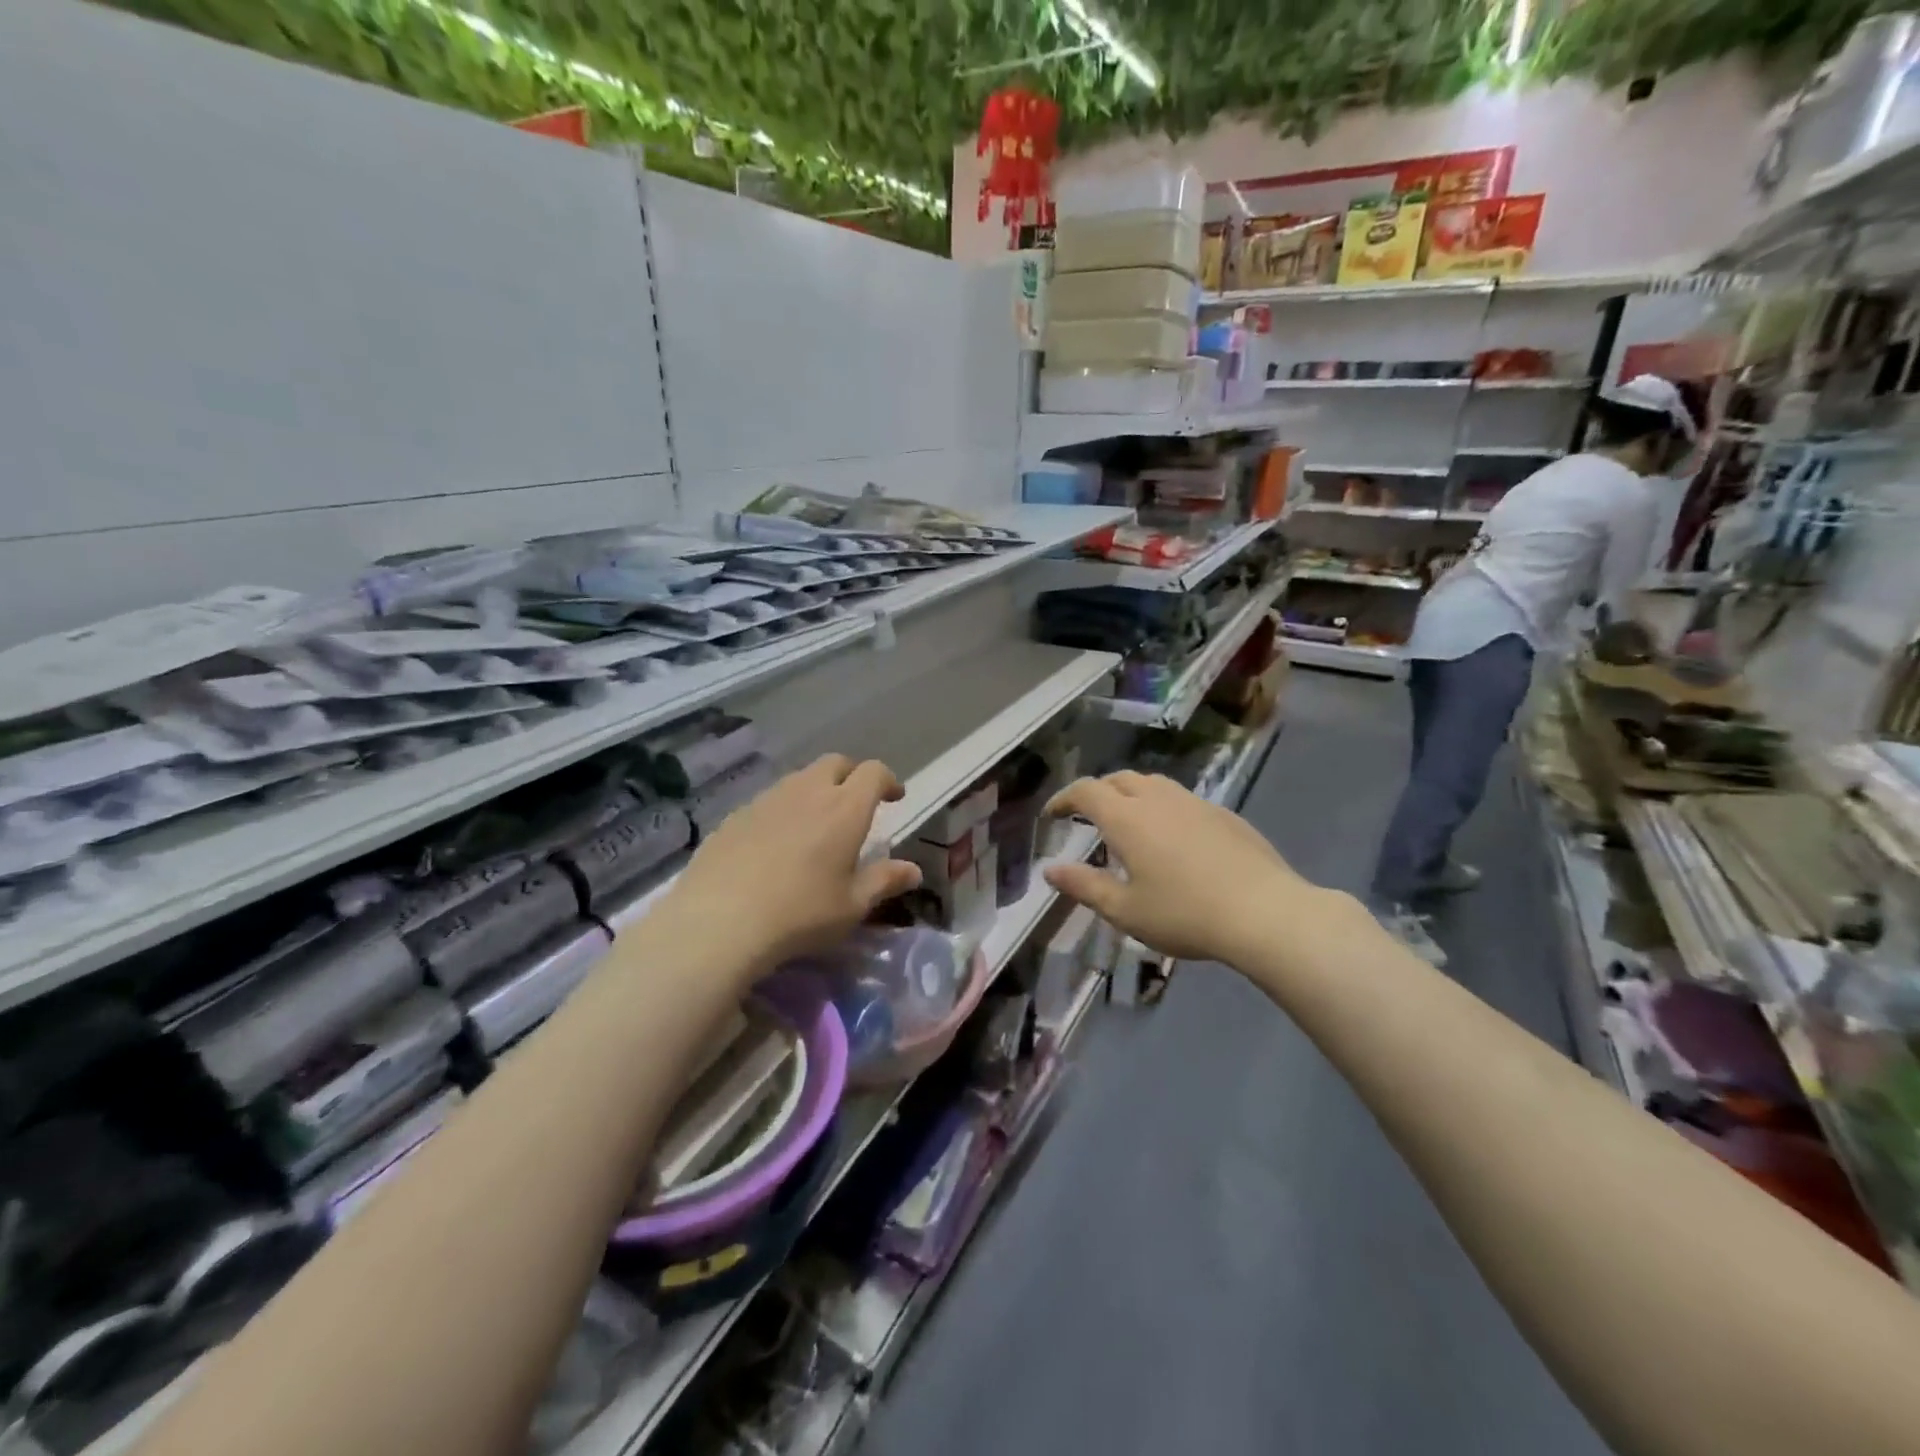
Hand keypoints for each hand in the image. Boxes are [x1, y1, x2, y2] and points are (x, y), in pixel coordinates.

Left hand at [657, 755, 922, 983]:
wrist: (720, 921)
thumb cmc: (801, 914)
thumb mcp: (853, 905)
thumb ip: (885, 881)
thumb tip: (913, 871)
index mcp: (845, 808)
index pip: (873, 773)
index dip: (887, 780)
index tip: (894, 798)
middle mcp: (808, 791)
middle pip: (835, 763)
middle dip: (851, 776)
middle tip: (856, 803)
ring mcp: (767, 799)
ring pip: (799, 778)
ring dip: (815, 790)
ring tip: (816, 823)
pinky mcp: (736, 815)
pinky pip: (769, 800)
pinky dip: (783, 810)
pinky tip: (775, 843)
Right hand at [1043, 771, 1314, 964]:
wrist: (1265, 913)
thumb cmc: (1185, 914)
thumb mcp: (1125, 910)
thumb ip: (1084, 886)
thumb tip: (1049, 869)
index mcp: (1127, 818)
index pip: (1086, 791)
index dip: (1064, 799)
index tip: (1052, 814)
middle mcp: (1158, 799)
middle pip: (1119, 779)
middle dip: (1097, 792)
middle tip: (1087, 816)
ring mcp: (1195, 803)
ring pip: (1153, 784)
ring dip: (1131, 794)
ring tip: (1128, 821)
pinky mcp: (1224, 814)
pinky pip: (1182, 799)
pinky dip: (1163, 807)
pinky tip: (1173, 837)